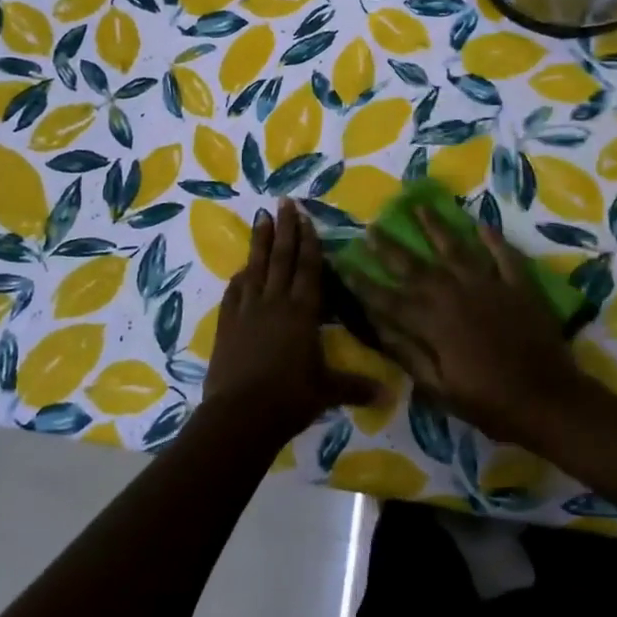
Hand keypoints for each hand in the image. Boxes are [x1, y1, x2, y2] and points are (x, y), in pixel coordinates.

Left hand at [202, 199, 371, 440]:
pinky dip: (240, 277)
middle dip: (285, 228)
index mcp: (302, 312)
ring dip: (260, 241)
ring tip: (262, 217)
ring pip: (256, 267)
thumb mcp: (327, 391)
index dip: (309, 241)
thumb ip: (355, 386)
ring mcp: (248, 310)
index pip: (308, 268)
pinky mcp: (227, 324)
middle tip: (284, 202)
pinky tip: (241, 269)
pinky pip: (235, 292)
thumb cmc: (290, 398)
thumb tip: (388, 394)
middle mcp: (275, 302)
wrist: (240, 414)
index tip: (306, 216)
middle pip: (281, 258)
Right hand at [345, 207, 586, 443]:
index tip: (345, 264)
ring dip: (436, 227)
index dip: (365, 283)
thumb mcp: (441, 389)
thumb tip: (378, 326)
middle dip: (391, 247)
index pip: (389, 299)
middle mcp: (455, 295)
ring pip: (456, 249)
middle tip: (373, 227)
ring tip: (420, 206)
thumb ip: (409, 355)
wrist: (550, 401)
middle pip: (416, 266)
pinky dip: (492, 239)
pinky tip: (481, 223)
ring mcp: (489, 286)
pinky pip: (503, 255)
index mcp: (434, 323)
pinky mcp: (518, 286)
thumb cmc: (490, 404)